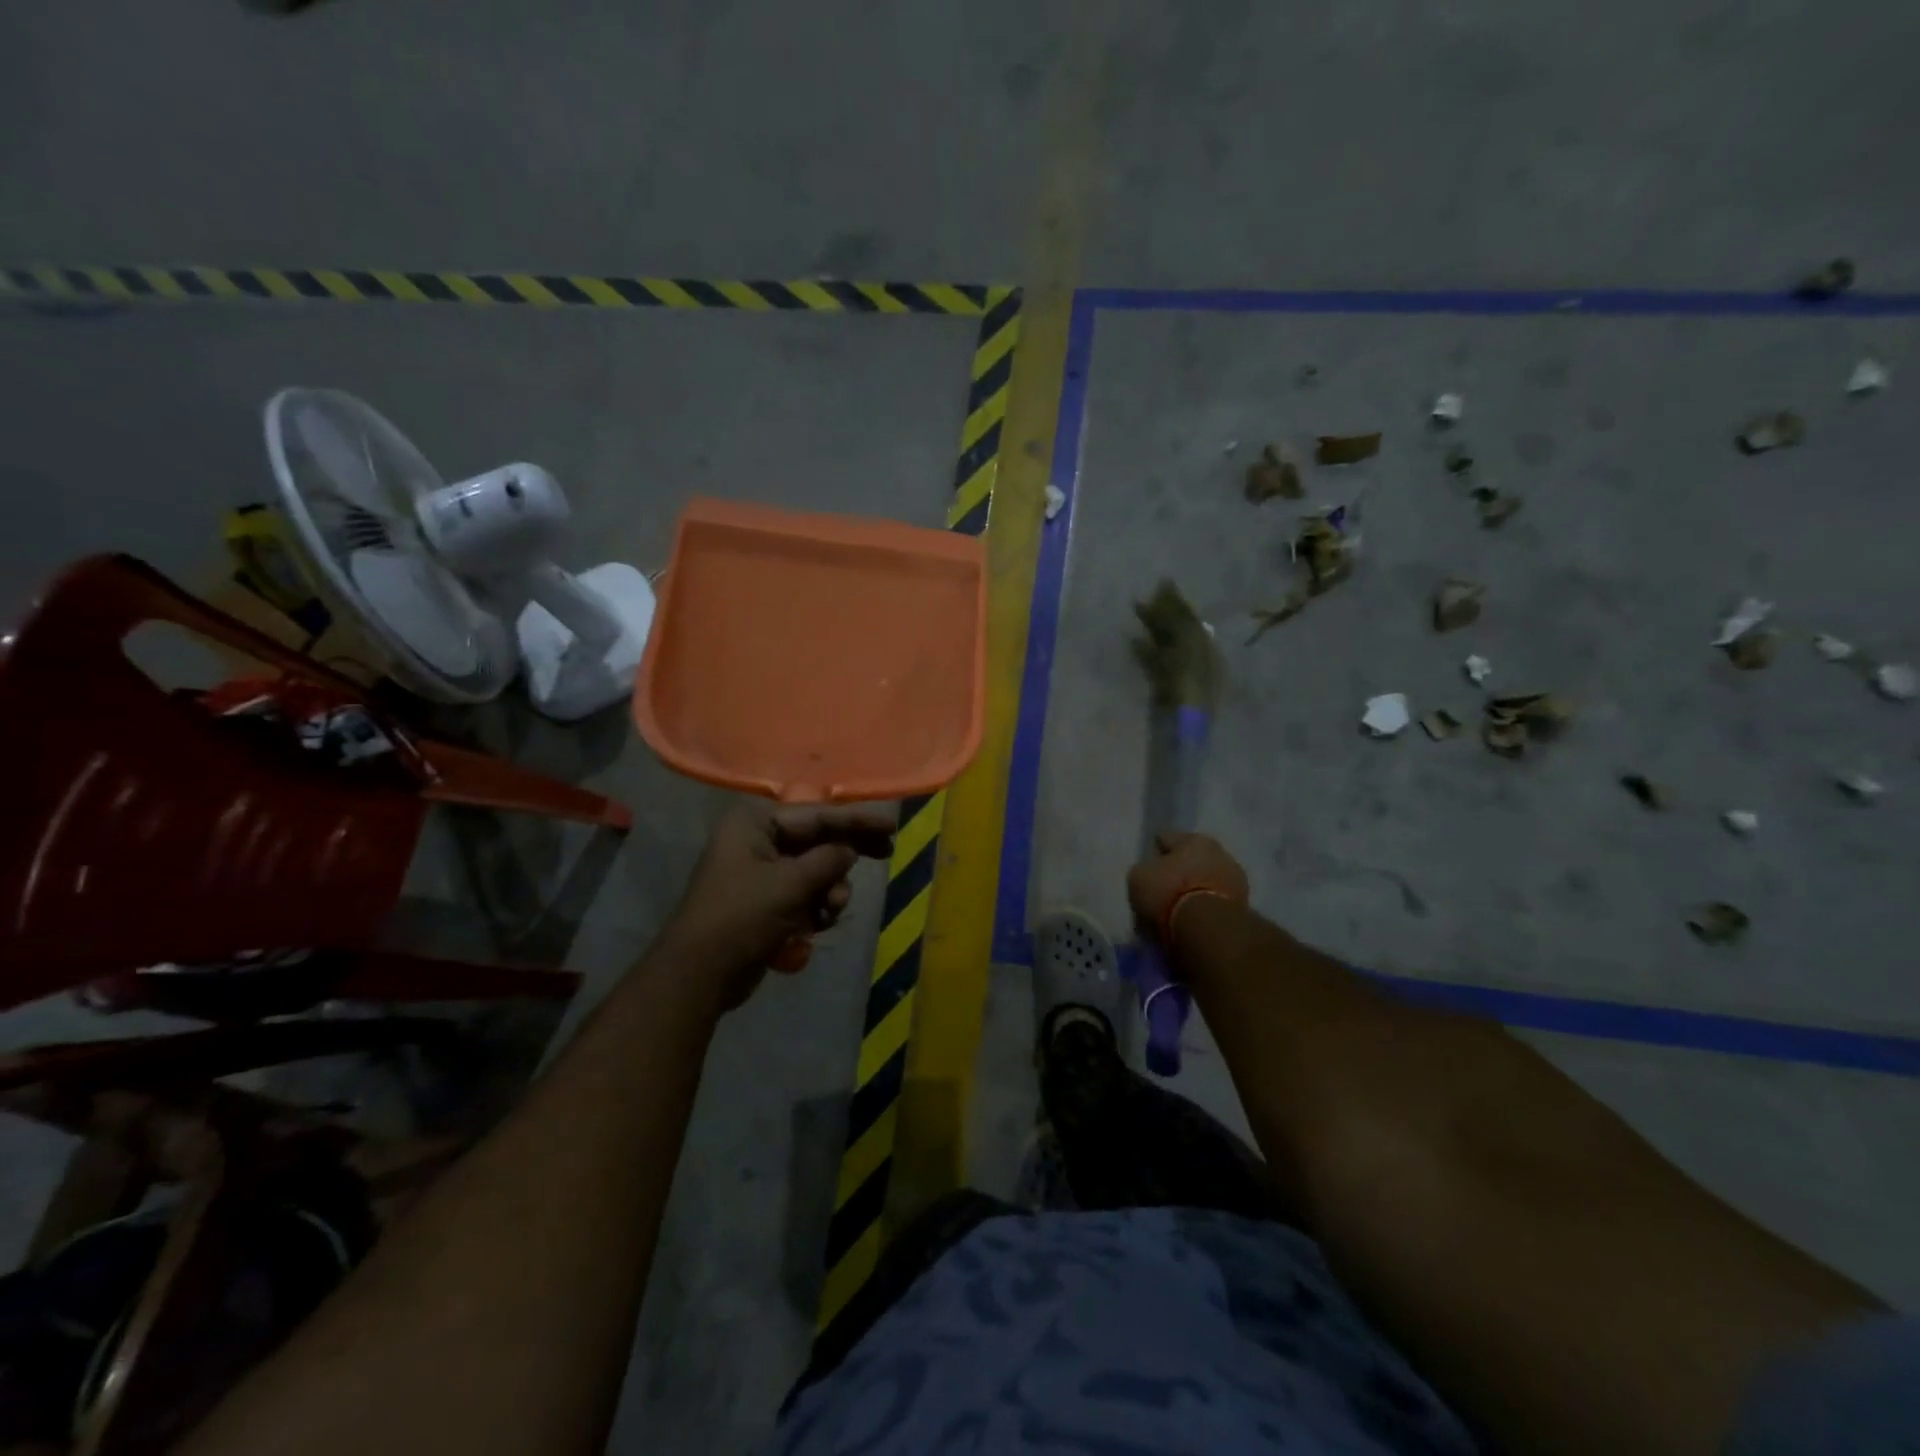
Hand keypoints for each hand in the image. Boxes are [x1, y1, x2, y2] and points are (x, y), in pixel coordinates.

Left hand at [660, 800, 895, 1009]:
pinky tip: (819, 924)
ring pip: (815, 871)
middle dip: (846, 855)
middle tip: (887, 852)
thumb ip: (828, 860)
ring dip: (830, 890)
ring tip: (832, 910)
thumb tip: (849, 849)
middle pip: (817, 840)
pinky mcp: (765, 903)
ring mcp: (760, 873)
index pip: (816, 816)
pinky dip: (816, 907)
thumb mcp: (791, 885)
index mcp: (755, 824)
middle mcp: (757, 841)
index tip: (891, 824)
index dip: (856, 820)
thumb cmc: (742, 918)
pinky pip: (804, 895)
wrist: (698, 975)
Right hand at [1127, 832, 1249, 947]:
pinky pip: (1215, 901)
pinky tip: (1192, 920)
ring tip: (1178, 908)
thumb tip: (1151, 875)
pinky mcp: (1244, 906)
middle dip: (1179, 871)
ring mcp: (1236, 880)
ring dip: (1194, 889)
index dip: (1154, 850)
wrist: (1209, 928)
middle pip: (1191, 859)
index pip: (1166, 837)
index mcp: (1193, 839)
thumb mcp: (1139, 877)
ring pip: (1206, 880)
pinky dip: (1205, 907)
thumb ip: (1145, 870)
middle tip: (1163, 888)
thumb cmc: (1169, 893)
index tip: (1147, 864)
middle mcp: (1219, 852)